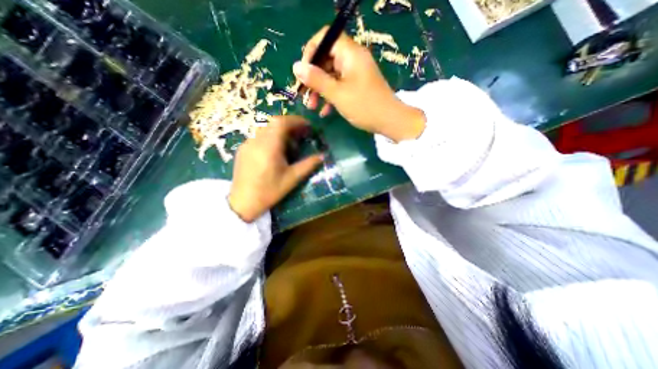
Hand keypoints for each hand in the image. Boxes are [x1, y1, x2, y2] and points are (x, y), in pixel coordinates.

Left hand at [229, 116, 322, 223]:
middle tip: (301, 135)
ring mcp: (247, 144)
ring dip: (280, 132)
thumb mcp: (292, 179)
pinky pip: (259, 136)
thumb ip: (308, 165)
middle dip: (290, 125)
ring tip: (290, 145)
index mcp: (269, 147)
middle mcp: (256, 141)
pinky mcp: (242, 149)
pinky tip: (275, 152)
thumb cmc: (269, 192)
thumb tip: (322, 156)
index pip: (281, 122)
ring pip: (266, 129)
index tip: (307, 126)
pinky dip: (270, 138)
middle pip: (274, 123)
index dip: (296, 120)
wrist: (243, 203)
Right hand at [293, 25, 426, 141]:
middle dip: (313, 77)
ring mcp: (356, 74)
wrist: (390, 121)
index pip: (326, 38)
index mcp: (350, 54)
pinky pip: (340, 86)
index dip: (311, 52)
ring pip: (332, 75)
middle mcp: (353, 59)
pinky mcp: (358, 86)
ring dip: (320, 90)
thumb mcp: (337, 94)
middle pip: (327, 59)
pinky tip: (324, 112)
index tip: (303, 71)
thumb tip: (296, 66)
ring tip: (311, 106)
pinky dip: (331, 96)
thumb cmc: (364, 106)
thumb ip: (316, 80)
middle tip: (304, 94)